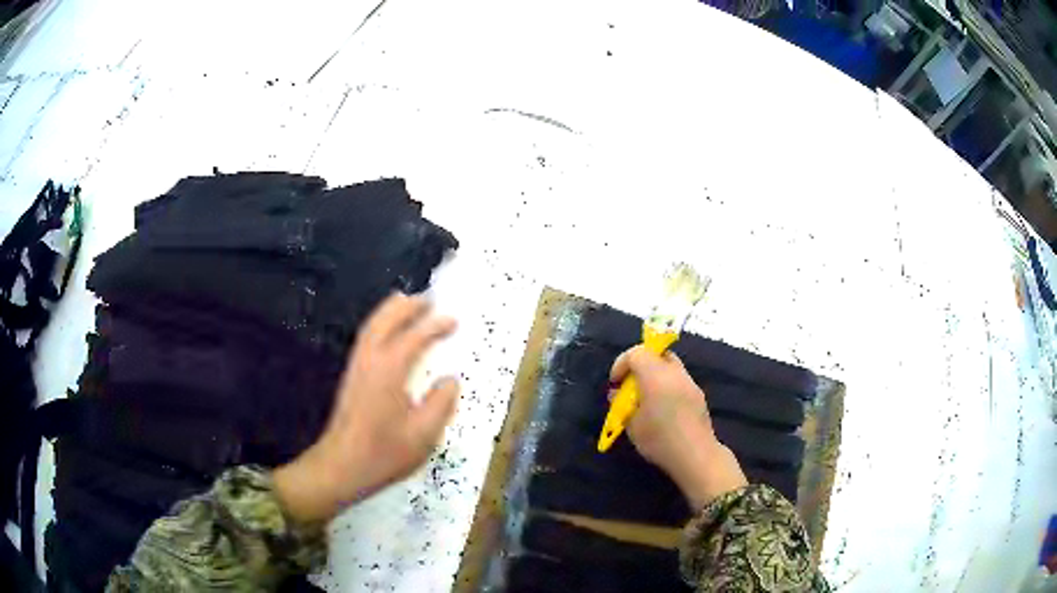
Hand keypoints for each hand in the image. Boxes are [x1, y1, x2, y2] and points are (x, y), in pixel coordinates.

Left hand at [273, 293, 458, 523]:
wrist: (341, 466)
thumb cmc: (384, 453)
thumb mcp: (423, 434)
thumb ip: (440, 403)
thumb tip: (450, 380)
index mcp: (390, 370)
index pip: (415, 337)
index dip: (435, 326)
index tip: (452, 320)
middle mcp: (370, 360)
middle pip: (386, 320)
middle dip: (407, 306)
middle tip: (427, 299)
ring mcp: (356, 367)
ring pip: (372, 326)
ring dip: (390, 311)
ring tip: (406, 303)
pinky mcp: (350, 377)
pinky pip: (366, 337)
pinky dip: (378, 324)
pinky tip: (386, 333)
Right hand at [610, 345, 746, 509]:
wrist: (696, 455)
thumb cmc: (659, 439)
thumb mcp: (632, 425)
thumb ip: (622, 405)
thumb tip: (617, 393)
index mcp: (656, 375)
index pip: (637, 353)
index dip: (622, 363)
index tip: (615, 383)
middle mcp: (675, 373)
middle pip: (657, 353)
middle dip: (641, 363)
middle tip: (631, 383)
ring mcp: (690, 383)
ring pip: (670, 366)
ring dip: (655, 374)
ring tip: (646, 397)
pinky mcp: (698, 395)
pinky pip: (679, 380)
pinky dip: (667, 385)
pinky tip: (663, 408)